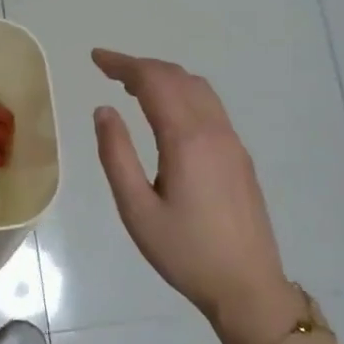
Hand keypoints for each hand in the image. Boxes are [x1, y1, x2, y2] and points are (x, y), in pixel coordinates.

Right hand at [91, 49, 295, 343]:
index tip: (96, 58)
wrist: (247, 286)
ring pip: (199, 89)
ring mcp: (232, 142)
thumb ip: (116, 155)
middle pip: (178, 78)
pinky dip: (183, 94)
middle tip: (108, 70)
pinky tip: (167, 113)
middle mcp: (214, 130)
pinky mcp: (239, 156)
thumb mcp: (137, 209)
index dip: (123, 64)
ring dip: (165, 78)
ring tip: (133, 86)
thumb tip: (104, 110)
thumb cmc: (185, 252)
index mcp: (186, 139)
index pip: (154, 81)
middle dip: (142, 66)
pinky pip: (210, 107)